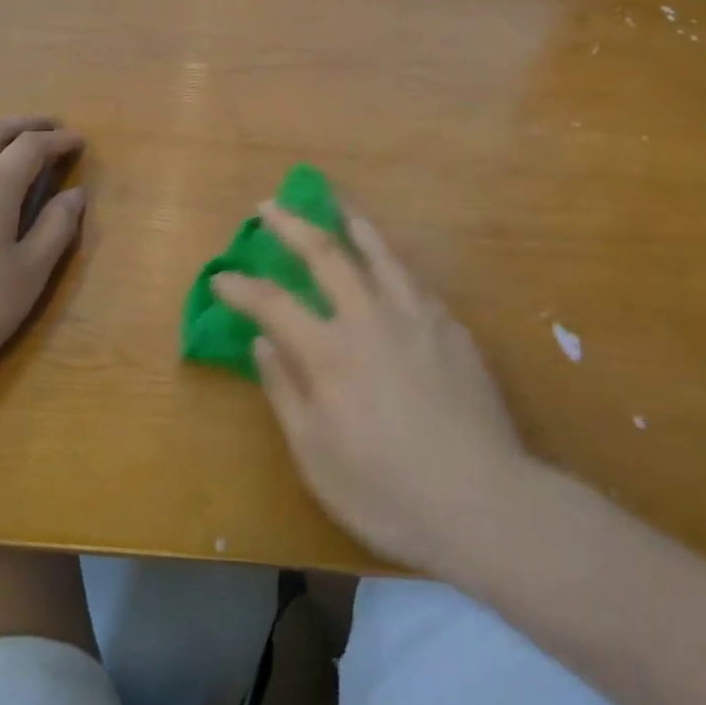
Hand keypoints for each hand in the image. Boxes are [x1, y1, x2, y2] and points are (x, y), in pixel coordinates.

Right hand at [212, 203, 528, 578]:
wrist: (482, 501)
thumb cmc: (386, 491)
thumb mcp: (316, 455)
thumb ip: (285, 390)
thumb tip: (261, 342)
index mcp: (329, 352)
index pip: (273, 303)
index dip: (242, 287)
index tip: (222, 276)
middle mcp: (369, 317)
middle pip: (325, 254)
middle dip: (291, 225)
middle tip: (270, 205)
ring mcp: (416, 316)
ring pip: (378, 252)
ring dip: (349, 222)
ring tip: (334, 203)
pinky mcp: (451, 326)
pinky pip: (413, 279)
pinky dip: (391, 259)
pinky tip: (388, 261)